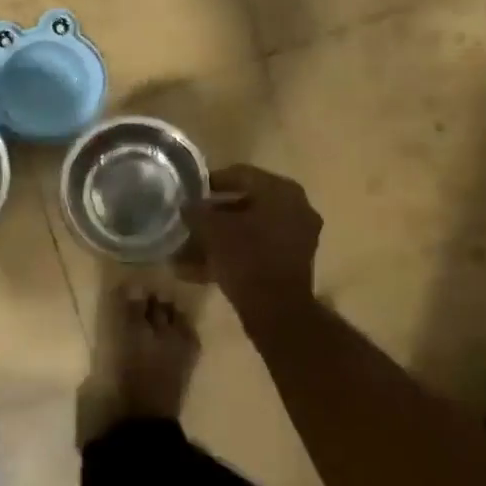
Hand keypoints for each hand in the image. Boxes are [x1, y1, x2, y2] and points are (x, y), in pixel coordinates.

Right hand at [182, 165, 322, 315]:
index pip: (240, 174)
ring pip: (250, 229)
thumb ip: (197, 211)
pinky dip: (233, 254)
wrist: (276, 310)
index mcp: (281, 191)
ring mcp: (298, 236)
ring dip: (221, 238)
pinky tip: (203, 269)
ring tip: (189, 249)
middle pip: (246, 203)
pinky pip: (258, 250)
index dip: (211, 182)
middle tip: (190, 221)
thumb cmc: (246, 258)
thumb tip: (187, 204)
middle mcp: (296, 207)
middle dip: (214, 215)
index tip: (190, 192)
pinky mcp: (292, 263)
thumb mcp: (212, 230)